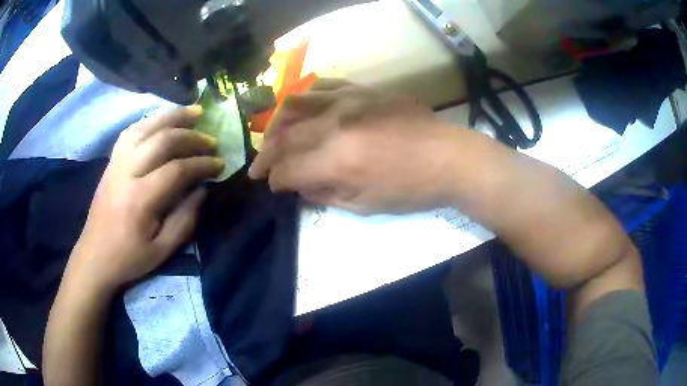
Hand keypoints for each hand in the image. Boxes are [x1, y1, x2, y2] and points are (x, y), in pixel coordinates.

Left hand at [67, 106, 223, 292]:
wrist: (94, 256)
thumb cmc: (129, 258)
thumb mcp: (162, 250)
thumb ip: (185, 219)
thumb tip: (203, 189)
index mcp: (140, 200)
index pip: (177, 170)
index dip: (202, 164)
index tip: (220, 164)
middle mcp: (126, 173)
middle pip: (162, 140)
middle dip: (191, 136)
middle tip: (211, 140)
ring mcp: (116, 163)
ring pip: (146, 127)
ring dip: (172, 117)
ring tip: (194, 111)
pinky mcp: (111, 161)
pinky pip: (131, 131)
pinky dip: (150, 121)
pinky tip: (163, 121)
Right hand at [248, 80, 460, 214]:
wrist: (448, 157)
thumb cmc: (411, 189)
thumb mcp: (365, 204)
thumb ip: (325, 193)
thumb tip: (299, 185)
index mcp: (337, 159)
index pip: (287, 169)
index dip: (275, 180)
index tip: (274, 186)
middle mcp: (334, 124)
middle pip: (284, 137)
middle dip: (266, 156)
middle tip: (259, 168)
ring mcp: (348, 100)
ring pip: (294, 104)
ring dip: (276, 124)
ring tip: (272, 137)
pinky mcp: (361, 90)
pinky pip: (322, 86)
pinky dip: (304, 98)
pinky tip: (301, 110)